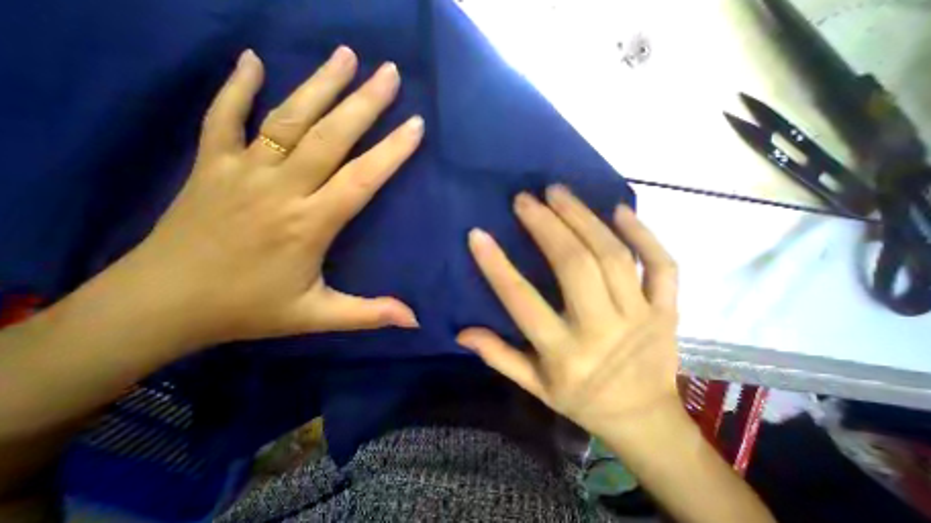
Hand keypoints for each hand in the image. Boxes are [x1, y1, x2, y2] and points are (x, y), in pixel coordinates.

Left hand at [123, 47, 421, 347]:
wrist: (159, 307)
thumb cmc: (247, 311)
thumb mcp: (316, 317)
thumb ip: (368, 314)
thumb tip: (414, 320)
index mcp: (309, 224)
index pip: (361, 179)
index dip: (391, 152)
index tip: (415, 126)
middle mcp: (280, 189)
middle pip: (329, 137)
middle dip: (363, 103)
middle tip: (389, 73)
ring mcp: (241, 171)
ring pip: (287, 119)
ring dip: (319, 85)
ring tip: (346, 56)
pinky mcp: (210, 166)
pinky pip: (223, 117)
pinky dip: (237, 86)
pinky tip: (253, 60)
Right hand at [460, 185, 681, 438]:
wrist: (645, 420)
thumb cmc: (581, 400)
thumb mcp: (535, 387)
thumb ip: (499, 356)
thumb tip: (461, 332)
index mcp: (565, 354)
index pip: (522, 300)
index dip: (496, 265)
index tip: (478, 234)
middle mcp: (602, 330)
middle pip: (574, 265)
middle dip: (547, 225)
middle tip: (525, 198)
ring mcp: (642, 317)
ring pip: (613, 256)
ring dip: (584, 218)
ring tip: (559, 192)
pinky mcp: (668, 310)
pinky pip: (662, 265)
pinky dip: (644, 234)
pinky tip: (620, 210)